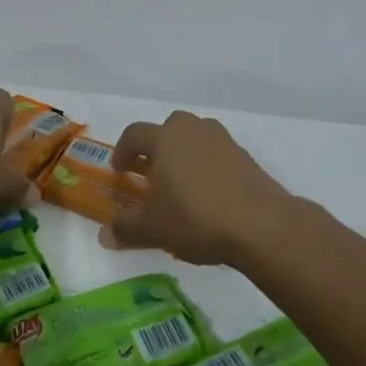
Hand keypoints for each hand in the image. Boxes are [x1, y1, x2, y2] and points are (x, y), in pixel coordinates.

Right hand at [102, 110, 289, 265]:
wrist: (261, 225)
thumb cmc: (196, 218)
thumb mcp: (153, 229)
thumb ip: (125, 229)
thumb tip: (103, 236)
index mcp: (165, 138)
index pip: (134, 134)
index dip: (122, 151)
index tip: (120, 171)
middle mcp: (193, 130)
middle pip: (167, 129)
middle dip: (155, 148)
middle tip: (151, 174)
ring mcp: (223, 140)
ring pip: (194, 139)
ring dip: (183, 155)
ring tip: (180, 185)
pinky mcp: (245, 156)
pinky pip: (216, 154)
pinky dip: (206, 167)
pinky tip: (208, 195)